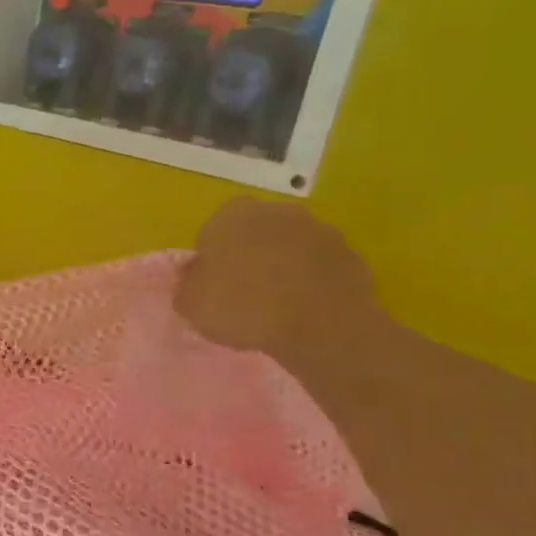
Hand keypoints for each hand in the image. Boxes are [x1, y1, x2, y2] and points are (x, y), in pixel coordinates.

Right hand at [174, 199, 377, 359]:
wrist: (320, 324)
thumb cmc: (244, 307)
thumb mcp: (191, 305)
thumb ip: (187, 285)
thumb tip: (194, 276)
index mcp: (230, 215)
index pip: (213, 228)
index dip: (212, 256)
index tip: (213, 283)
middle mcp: (275, 210)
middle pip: (254, 231)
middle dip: (249, 254)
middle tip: (243, 291)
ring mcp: (317, 229)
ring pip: (289, 246)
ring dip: (282, 265)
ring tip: (276, 304)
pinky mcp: (348, 253)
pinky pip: (318, 265)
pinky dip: (310, 280)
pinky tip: (304, 308)